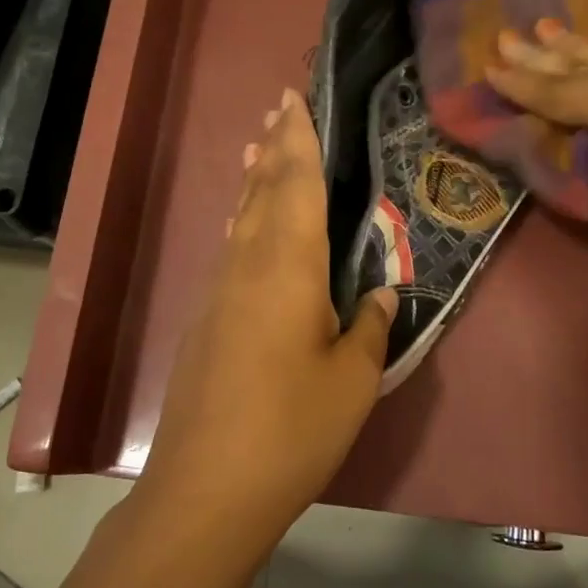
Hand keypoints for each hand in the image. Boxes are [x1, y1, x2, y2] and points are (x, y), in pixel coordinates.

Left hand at [142, 89, 396, 544]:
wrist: (208, 487)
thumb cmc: (292, 428)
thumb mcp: (353, 380)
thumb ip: (370, 328)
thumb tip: (380, 295)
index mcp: (288, 267)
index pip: (295, 185)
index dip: (297, 140)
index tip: (293, 100)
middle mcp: (247, 266)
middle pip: (260, 193)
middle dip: (272, 149)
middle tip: (277, 109)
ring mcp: (219, 294)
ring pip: (239, 221)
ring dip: (252, 183)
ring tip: (257, 152)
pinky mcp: (206, 323)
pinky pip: (230, 253)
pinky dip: (243, 224)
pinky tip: (249, 232)